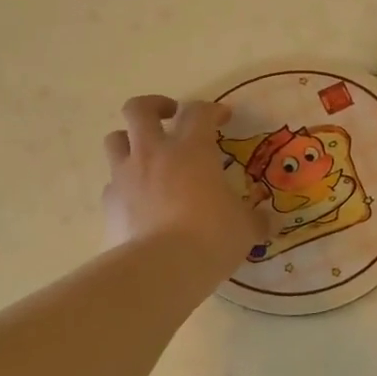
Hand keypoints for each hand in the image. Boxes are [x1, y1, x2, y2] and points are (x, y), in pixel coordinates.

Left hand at [103, 96, 272, 277]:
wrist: (160, 269)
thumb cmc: (210, 237)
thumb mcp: (244, 228)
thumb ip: (254, 220)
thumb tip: (268, 222)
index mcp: (191, 149)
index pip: (198, 112)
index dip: (211, 110)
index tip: (222, 117)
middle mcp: (153, 153)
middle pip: (139, 109)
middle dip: (154, 106)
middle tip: (169, 116)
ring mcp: (125, 176)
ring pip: (114, 140)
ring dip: (128, 141)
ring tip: (145, 156)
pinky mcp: (109, 204)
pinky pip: (112, 184)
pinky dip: (123, 186)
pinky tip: (138, 201)